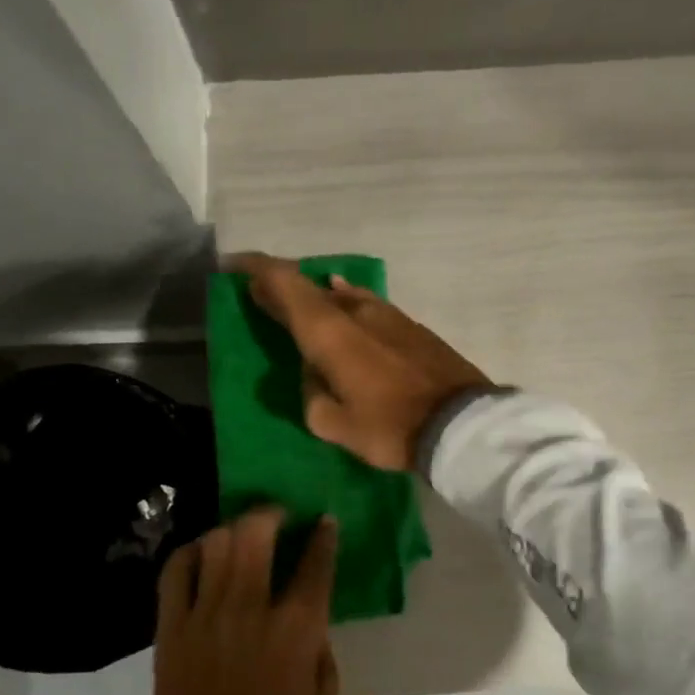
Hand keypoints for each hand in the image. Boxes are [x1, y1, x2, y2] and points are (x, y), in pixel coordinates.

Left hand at [83, 507, 339, 694]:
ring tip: (240, 535)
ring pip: (215, 543)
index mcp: (297, 627)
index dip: (323, 534)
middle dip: (271, 513)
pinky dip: (190, 553)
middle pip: (257, 532)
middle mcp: (251, 607)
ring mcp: (205, 614)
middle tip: (278, 516)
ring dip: (232, 530)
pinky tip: (201, 555)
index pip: (315, 560)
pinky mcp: (171, 627)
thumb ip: (320, 646)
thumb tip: (309, 616)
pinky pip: (175, 571)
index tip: (324, 522)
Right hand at [228, 252, 491, 471]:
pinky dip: (346, 306)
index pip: (284, 283)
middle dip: (282, 288)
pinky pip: (366, 307)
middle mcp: (356, 311)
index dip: (256, 270)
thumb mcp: (333, 424)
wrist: (460, 424)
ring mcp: (388, 314)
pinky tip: (345, 309)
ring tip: (302, 310)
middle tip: (261, 295)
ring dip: (317, 299)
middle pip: (310, 287)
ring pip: (342, 296)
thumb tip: (316, 373)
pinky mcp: (412, 326)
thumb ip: (312, 393)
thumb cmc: (390, 428)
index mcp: (329, 331)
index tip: (234, 267)